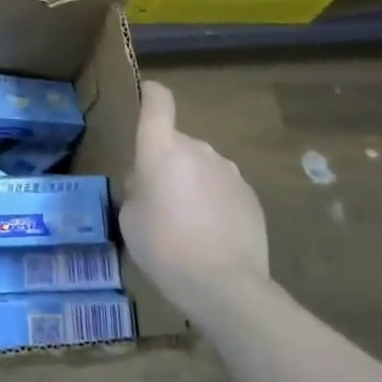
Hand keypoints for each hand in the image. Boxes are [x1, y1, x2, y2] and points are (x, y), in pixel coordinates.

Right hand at [121, 81, 268, 304]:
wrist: (225, 286)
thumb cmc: (164, 247)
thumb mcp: (130, 219)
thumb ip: (136, 190)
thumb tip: (146, 182)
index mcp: (162, 150)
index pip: (158, 102)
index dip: (151, 95)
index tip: (145, 97)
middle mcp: (198, 150)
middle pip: (177, 142)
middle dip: (166, 162)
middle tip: (157, 198)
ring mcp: (229, 172)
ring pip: (201, 166)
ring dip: (191, 182)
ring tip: (187, 222)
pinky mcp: (251, 196)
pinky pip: (223, 188)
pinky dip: (214, 201)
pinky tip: (211, 234)